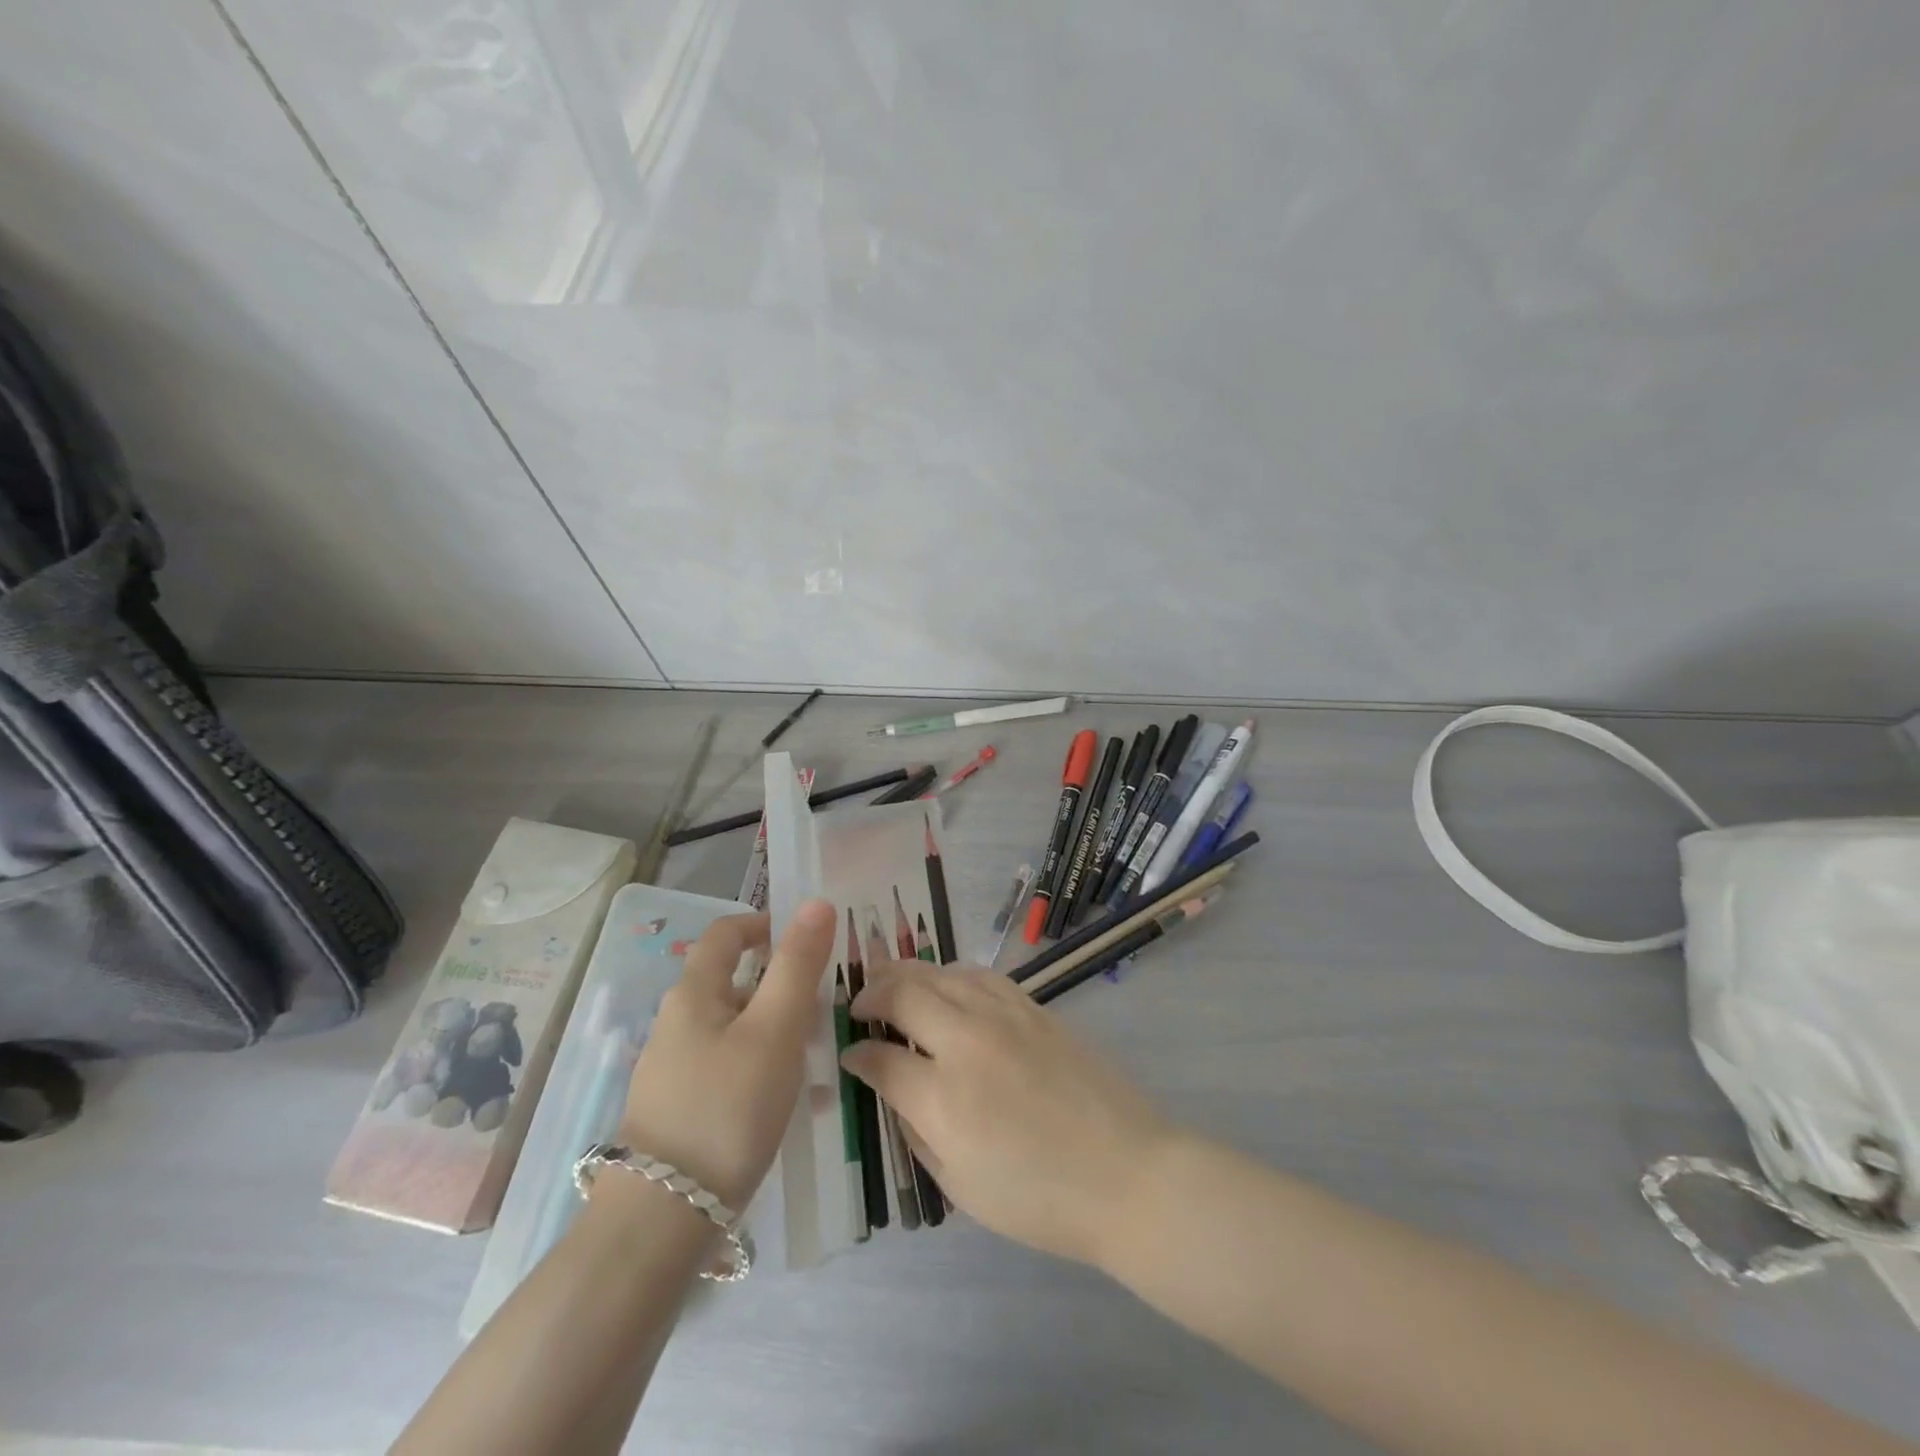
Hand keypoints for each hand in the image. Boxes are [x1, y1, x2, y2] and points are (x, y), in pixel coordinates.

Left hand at [618, 900, 836, 1209]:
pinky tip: (789, 1102)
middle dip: (781, 986)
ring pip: (735, 1028)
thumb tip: (815, 902)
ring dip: (777, 1030)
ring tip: (817, 1059)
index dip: (764, 925)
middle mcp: (676, 1023)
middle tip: (824, 1008)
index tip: (805, 938)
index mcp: (693, 994)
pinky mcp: (678, 1110)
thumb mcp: (775, 1029)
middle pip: (733, 982)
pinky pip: (729, 1068)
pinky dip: (762, 1068)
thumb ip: (797, 964)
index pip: (724, 934)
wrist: (662, 1220)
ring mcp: (673, 1069)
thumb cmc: (727, 1107)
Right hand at [840, 962, 1176, 1266]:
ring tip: (892, 983)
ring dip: (907, 974)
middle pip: (904, 993)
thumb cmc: (1039, 1198)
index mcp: (943, 1095)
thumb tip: (894, 1091)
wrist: (1126, 1173)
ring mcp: (1003, 1015)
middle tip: (859, 1006)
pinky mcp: (1033, 1007)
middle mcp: (966, 1041)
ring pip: (941, 972)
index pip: (880, 1057)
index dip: (856, 1054)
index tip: (849, 1055)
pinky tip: (946, 984)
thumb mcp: (961, 1185)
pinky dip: (951, 974)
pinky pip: (979, 974)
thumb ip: (917, 1131)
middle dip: (871, 994)